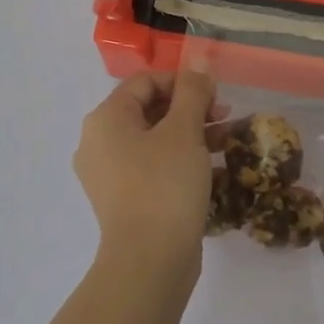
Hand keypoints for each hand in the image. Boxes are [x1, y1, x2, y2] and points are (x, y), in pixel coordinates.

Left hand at [73, 70, 217, 273]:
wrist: (150, 262)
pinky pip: (151, 165)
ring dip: (189, 132)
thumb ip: (192, 91)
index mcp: (106, 119)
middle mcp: (98, 142)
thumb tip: (198, 61)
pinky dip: (178, 159)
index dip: (182, 81)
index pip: (145, 81)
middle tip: (224, 115)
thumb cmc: (165, 185)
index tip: (215, 95)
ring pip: (153, 138)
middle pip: (148, 108)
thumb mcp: (185, 130)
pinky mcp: (123, 199)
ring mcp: (108, 173)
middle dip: (189, 107)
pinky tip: (210, 167)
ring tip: (225, 139)